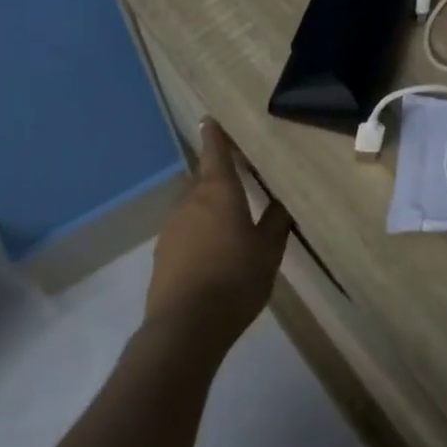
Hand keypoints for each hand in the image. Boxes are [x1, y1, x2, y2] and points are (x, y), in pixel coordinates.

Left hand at [147, 120, 291, 349]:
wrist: (185, 326)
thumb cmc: (235, 279)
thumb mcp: (268, 250)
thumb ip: (276, 222)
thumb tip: (282, 201)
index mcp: (219, 192)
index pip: (215, 152)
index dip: (215, 135)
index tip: (212, 119)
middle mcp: (191, 201)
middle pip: (204, 178)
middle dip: (219, 174)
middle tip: (240, 176)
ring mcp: (172, 226)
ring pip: (194, 204)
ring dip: (210, 205)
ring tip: (232, 218)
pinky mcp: (163, 252)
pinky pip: (186, 228)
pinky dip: (199, 229)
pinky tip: (214, 249)